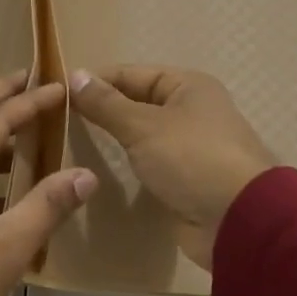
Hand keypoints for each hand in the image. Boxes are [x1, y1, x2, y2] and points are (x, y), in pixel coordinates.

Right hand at [71, 65, 274, 268]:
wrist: (239, 221)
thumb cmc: (192, 159)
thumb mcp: (143, 126)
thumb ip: (106, 104)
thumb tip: (75, 75)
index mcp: (188, 86)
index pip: (131, 74)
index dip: (96, 81)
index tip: (57, 93)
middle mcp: (191, 111)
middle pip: (136, 102)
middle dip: (102, 110)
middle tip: (60, 120)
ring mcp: (189, 147)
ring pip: (141, 134)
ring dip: (114, 138)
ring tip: (72, 143)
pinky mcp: (185, 179)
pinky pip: (149, 162)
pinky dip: (128, 163)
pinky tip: (99, 169)